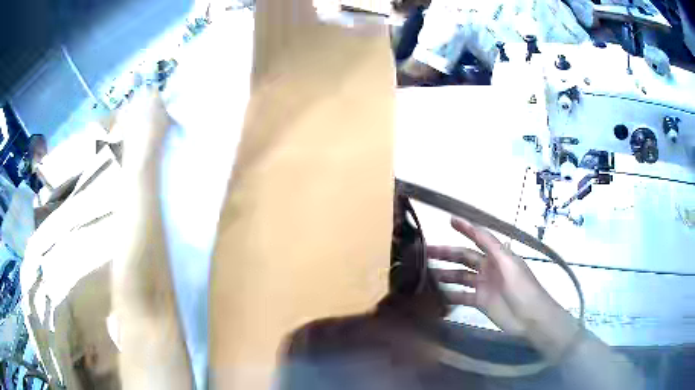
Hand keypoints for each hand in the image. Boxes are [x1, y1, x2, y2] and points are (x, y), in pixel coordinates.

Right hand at [428, 217, 579, 358]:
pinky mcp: (480, 302)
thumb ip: (493, 247)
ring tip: (425, 273)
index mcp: (498, 256)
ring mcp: (483, 285)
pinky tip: (435, 295)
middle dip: (447, 253)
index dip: (466, 229)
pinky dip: (449, 295)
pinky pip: (461, 295)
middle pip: (464, 257)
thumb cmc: (523, 289)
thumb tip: (477, 228)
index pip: (479, 238)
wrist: (530, 318)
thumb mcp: (510, 264)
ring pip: (460, 276)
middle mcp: (489, 267)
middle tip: (425, 252)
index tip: (450, 220)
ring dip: (444, 274)